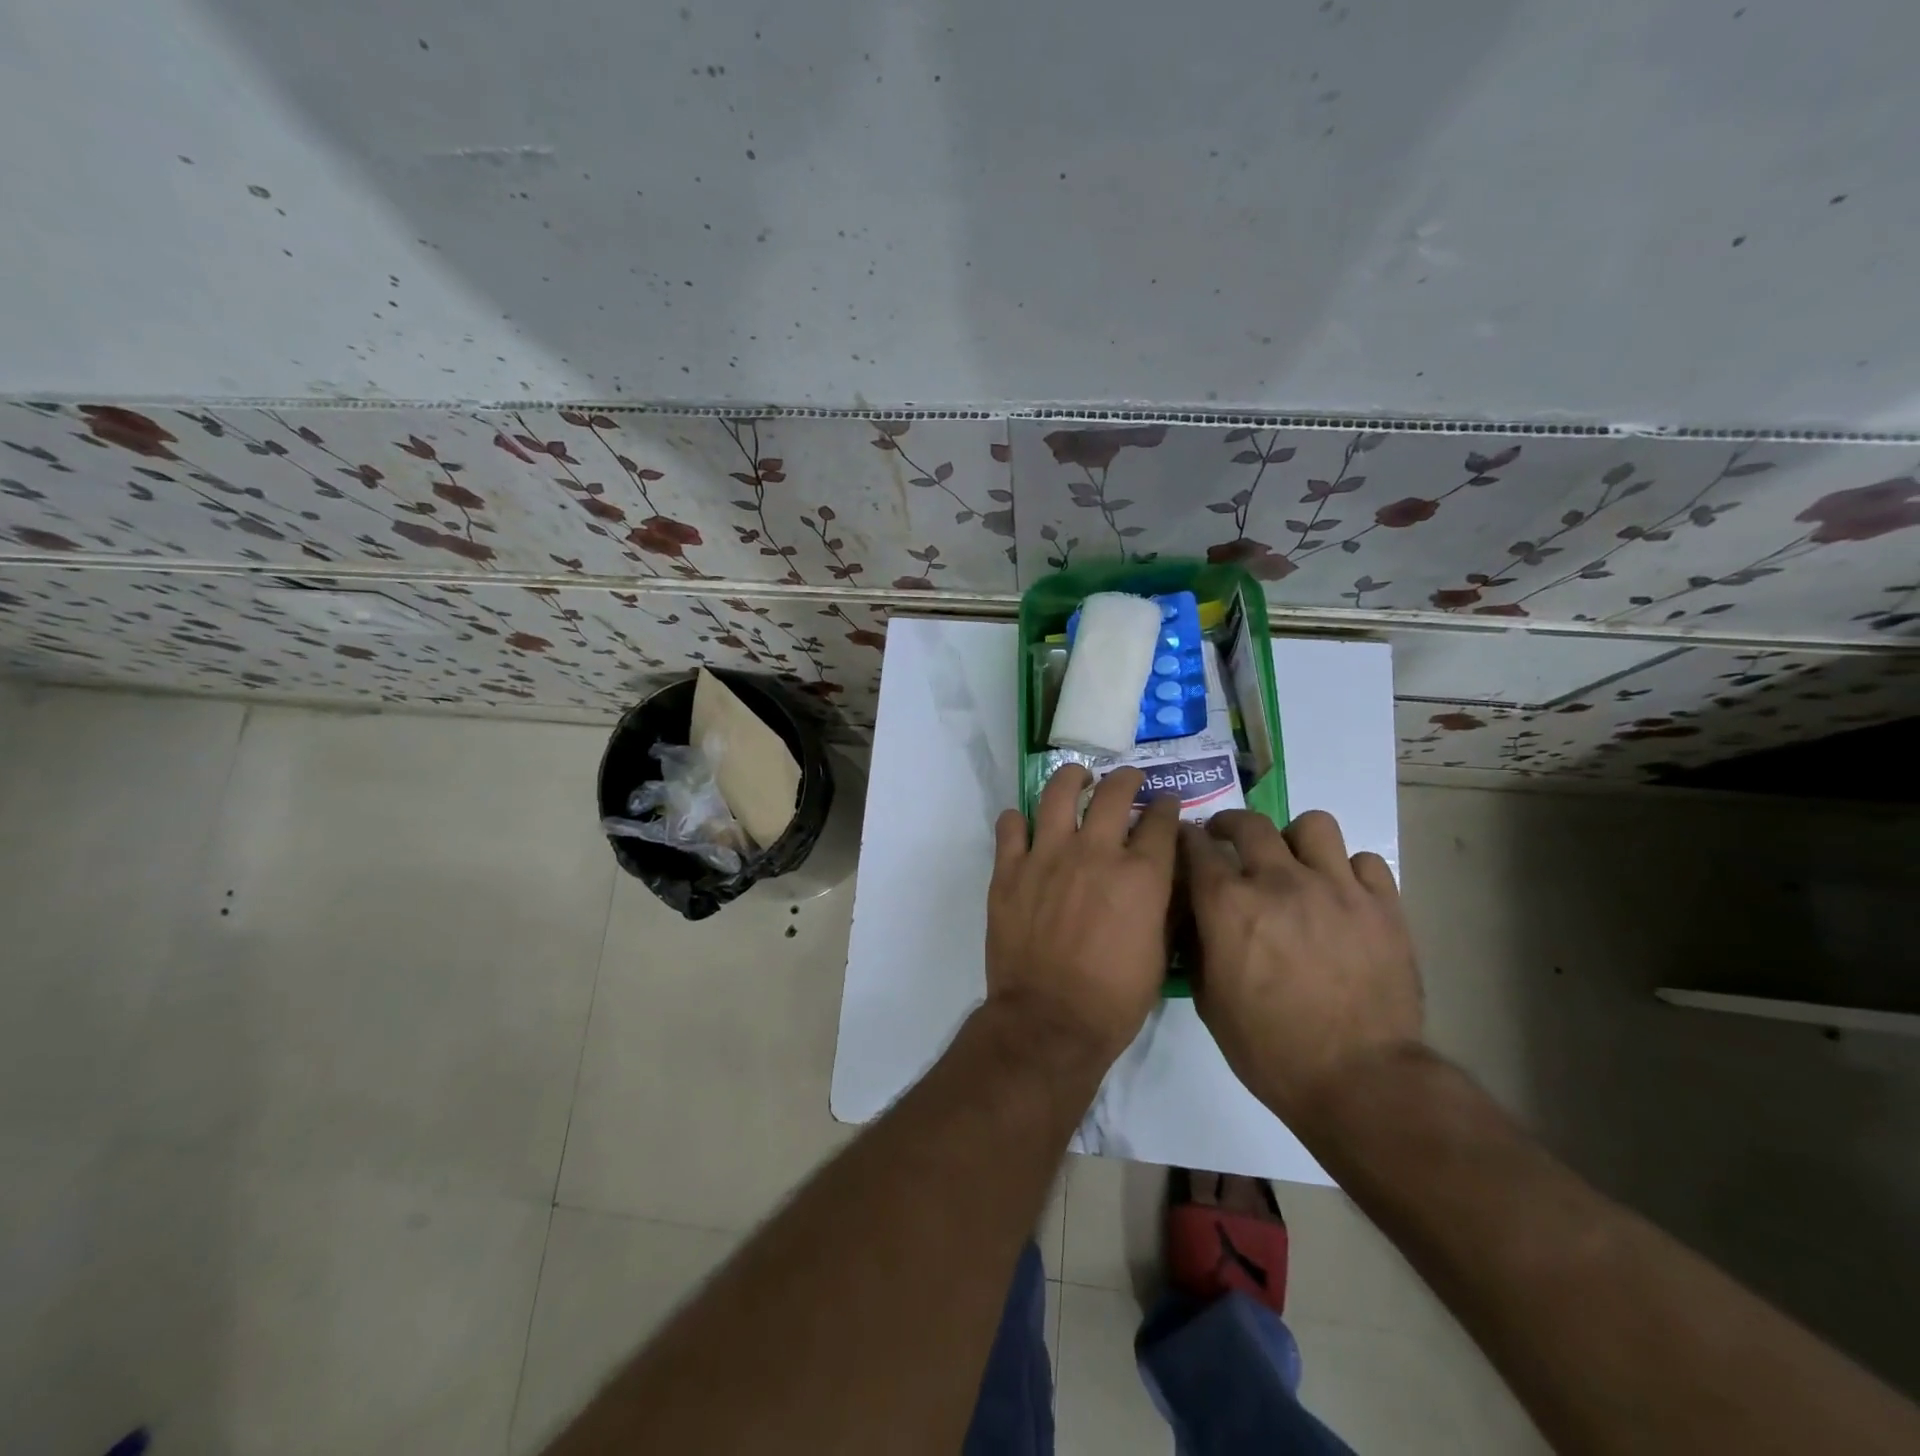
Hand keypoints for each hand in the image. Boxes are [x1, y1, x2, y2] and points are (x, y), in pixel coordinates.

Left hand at [986, 765, 1180, 1067]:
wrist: (1049, 1021)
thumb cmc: (1115, 999)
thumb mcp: (1160, 954)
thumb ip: (1164, 905)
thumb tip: (1165, 876)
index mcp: (1140, 875)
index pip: (1160, 821)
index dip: (1166, 808)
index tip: (1165, 805)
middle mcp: (1095, 853)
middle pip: (1114, 794)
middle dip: (1127, 779)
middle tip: (1127, 780)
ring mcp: (1047, 856)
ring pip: (1058, 793)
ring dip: (1071, 779)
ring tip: (1077, 778)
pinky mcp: (1009, 870)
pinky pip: (1009, 826)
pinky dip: (1017, 819)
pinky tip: (1024, 822)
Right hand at [1180, 808, 1421, 1129]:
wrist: (1360, 1081)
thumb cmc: (1269, 1048)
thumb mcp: (1208, 1000)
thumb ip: (1197, 945)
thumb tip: (1195, 915)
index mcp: (1229, 904)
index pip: (1195, 846)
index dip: (1186, 839)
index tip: (1186, 843)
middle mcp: (1279, 881)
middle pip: (1250, 823)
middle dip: (1230, 824)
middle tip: (1230, 840)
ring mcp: (1336, 888)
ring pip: (1314, 825)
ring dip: (1295, 839)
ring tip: (1295, 863)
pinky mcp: (1383, 905)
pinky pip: (1364, 860)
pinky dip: (1348, 870)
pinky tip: (1342, 895)